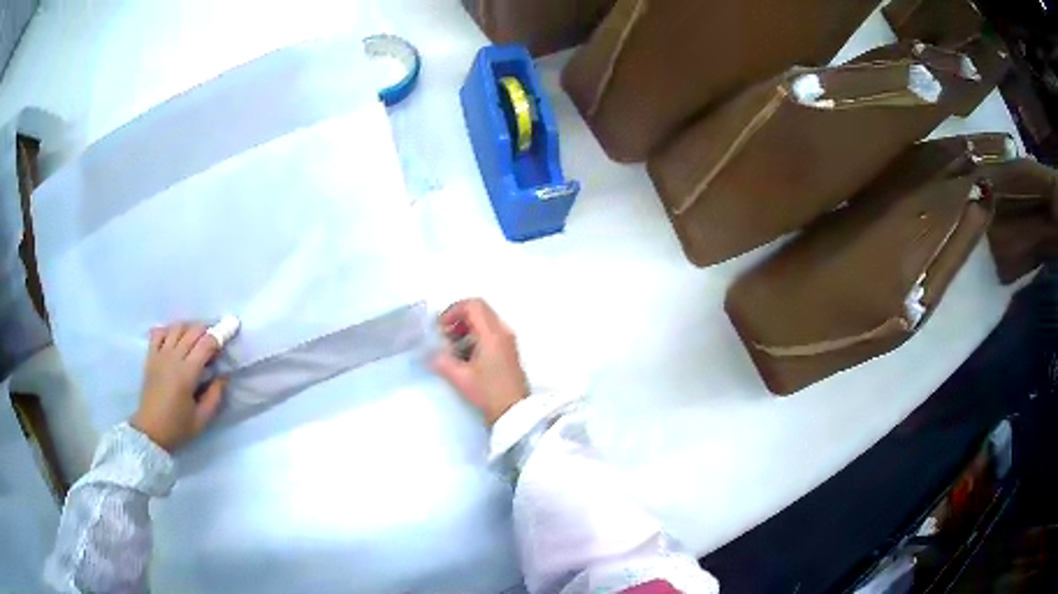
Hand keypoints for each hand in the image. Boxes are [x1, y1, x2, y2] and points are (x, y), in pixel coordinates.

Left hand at [130, 323, 227, 451]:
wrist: (150, 431)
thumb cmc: (177, 427)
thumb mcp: (202, 419)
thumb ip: (215, 396)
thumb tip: (223, 376)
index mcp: (186, 374)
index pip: (206, 344)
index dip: (220, 335)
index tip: (230, 330)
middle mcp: (172, 358)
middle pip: (192, 331)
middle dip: (207, 330)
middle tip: (216, 340)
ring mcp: (159, 355)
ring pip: (176, 328)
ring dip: (190, 328)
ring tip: (197, 339)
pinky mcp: (150, 357)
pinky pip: (159, 332)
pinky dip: (169, 330)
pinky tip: (175, 338)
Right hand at [432, 299, 528, 426]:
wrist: (514, 413)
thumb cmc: (489, 393)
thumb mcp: (461, 378)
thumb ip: (442, 361)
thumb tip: (430, 353)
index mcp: (492, 334)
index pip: (473, 305)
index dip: (453, 311)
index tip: (441, 328)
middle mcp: (503, 332)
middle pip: (479, 310)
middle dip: (458, 319)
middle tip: (444, 337)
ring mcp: (508, 341)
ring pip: (484, 321)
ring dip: (465, 329)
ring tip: (452, 349)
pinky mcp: (508, 351)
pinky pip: (490, 333)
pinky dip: (474, 337)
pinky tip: (464, 357)